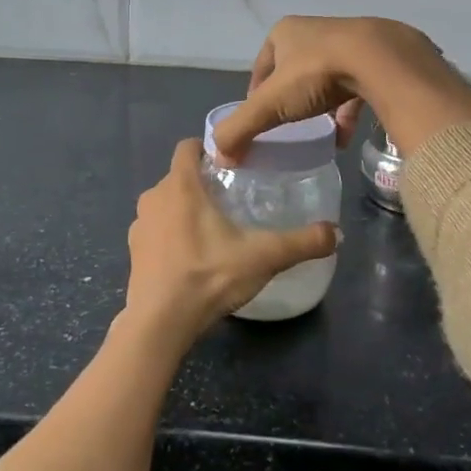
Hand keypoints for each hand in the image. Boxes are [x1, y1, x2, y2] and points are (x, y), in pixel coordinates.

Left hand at [123, 139, 336, 352]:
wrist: (159, 323)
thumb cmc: (208, 276)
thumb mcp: (263, 257)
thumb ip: (302, 242)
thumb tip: (337, 233)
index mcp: (180, 186)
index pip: (188, 147)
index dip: (209, 148)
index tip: (233, 162)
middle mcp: (154, 197)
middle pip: (179, 177)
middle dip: (203, 183)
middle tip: (233, 198)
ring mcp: (139, 225)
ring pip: (165, 203)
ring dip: (184, 210)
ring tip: (214, 229)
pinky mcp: (133, 252)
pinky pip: (155, 230)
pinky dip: (171, 235)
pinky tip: (192, 257)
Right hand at [212, 16, 470, 161]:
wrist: (380, 60)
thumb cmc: (316, 74)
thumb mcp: (270, 104)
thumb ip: (240, 129)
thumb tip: (218, 157)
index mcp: (284, 32)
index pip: (262, 67)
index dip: (257, 96)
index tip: (259, 121)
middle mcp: (314, 31)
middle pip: (293, 73)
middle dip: (290, 101)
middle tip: (287, 130)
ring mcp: (348, 42)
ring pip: (325, 79)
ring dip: (319, 107)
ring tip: (316, 135)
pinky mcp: (376, 58)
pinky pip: (355, 88)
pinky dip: (346, 112)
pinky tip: (344, 137)